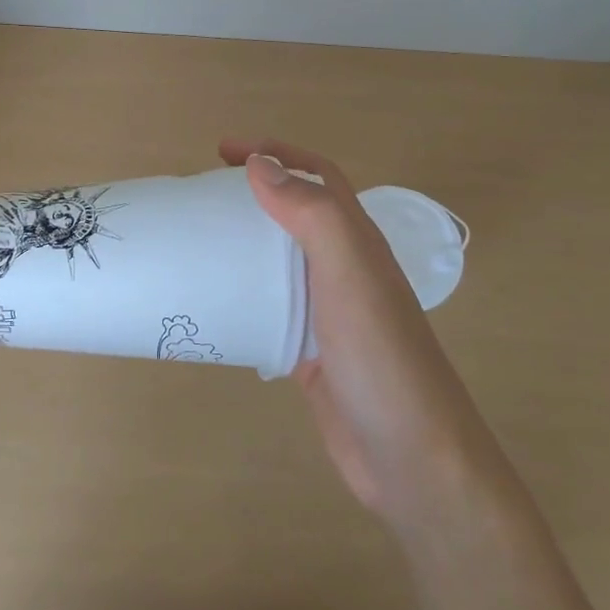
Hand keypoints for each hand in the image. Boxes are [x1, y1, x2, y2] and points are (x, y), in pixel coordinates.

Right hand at [220, 139, 465, 534]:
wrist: (411, 458)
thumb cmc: (381, 357)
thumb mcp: (348, 274)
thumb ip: (312, 214)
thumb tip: (260, 164)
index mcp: (358, 242)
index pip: (319, 177)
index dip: (277, 154)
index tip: (223, 151)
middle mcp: (344, 269)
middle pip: (297, 213)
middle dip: (254, 192)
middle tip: (201, 192)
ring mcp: (327, 311)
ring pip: (280, 259)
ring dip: (244, 239)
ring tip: (198, 238)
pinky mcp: (310, 349)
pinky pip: (270, 306)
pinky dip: (243, 292)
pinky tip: (214, 300)